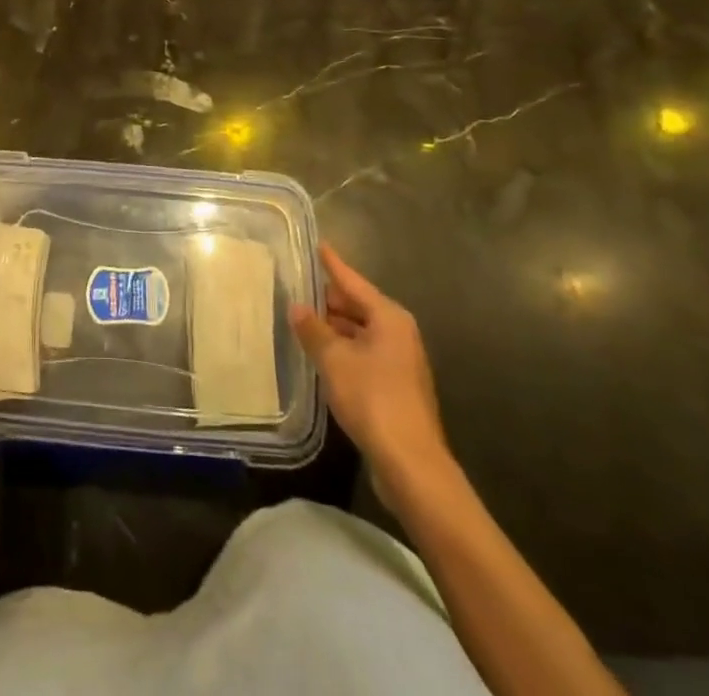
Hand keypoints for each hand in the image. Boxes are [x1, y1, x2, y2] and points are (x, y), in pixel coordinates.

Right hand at [290, 243, 454, 511]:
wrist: (410, 463)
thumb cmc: (372, 398)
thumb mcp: (334, 359)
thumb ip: (313, 330)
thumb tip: (298, 307)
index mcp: (389, 317)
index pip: (353, 281)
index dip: (332, 264)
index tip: (318, 244)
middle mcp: (398, 332)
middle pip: (358, 306)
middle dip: (329, 299)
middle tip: (298, 287)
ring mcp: (400, 361)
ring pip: (360, 332)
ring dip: (334, 327)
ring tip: (302, 319)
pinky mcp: (396, 387)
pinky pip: (363, 354)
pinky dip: (343, 349)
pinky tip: (321, 355)